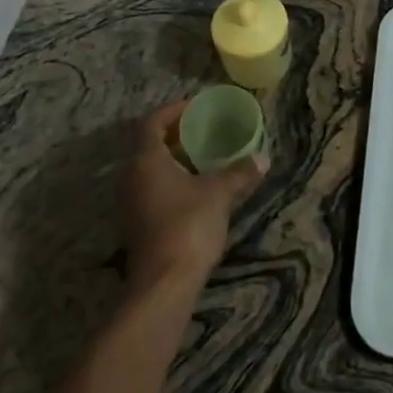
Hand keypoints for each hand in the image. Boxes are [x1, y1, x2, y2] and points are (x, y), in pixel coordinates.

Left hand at [122, 102, 267, 295]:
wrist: (164, 286)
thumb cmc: (188, 226)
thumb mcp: (219, 193)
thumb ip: (239, 172)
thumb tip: (262, 158)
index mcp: (146, 160)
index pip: (152, 122)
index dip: (173, 110)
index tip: (196, 107)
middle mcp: (131, 178)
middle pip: (149, 146)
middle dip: (176, 136)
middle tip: (204, 131)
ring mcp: (130, 204)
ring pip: (150, 170)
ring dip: (174, 161)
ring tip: (204, 158)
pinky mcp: (137, 226)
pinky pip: (152, 190)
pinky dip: (171, 182)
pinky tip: (196, 190)